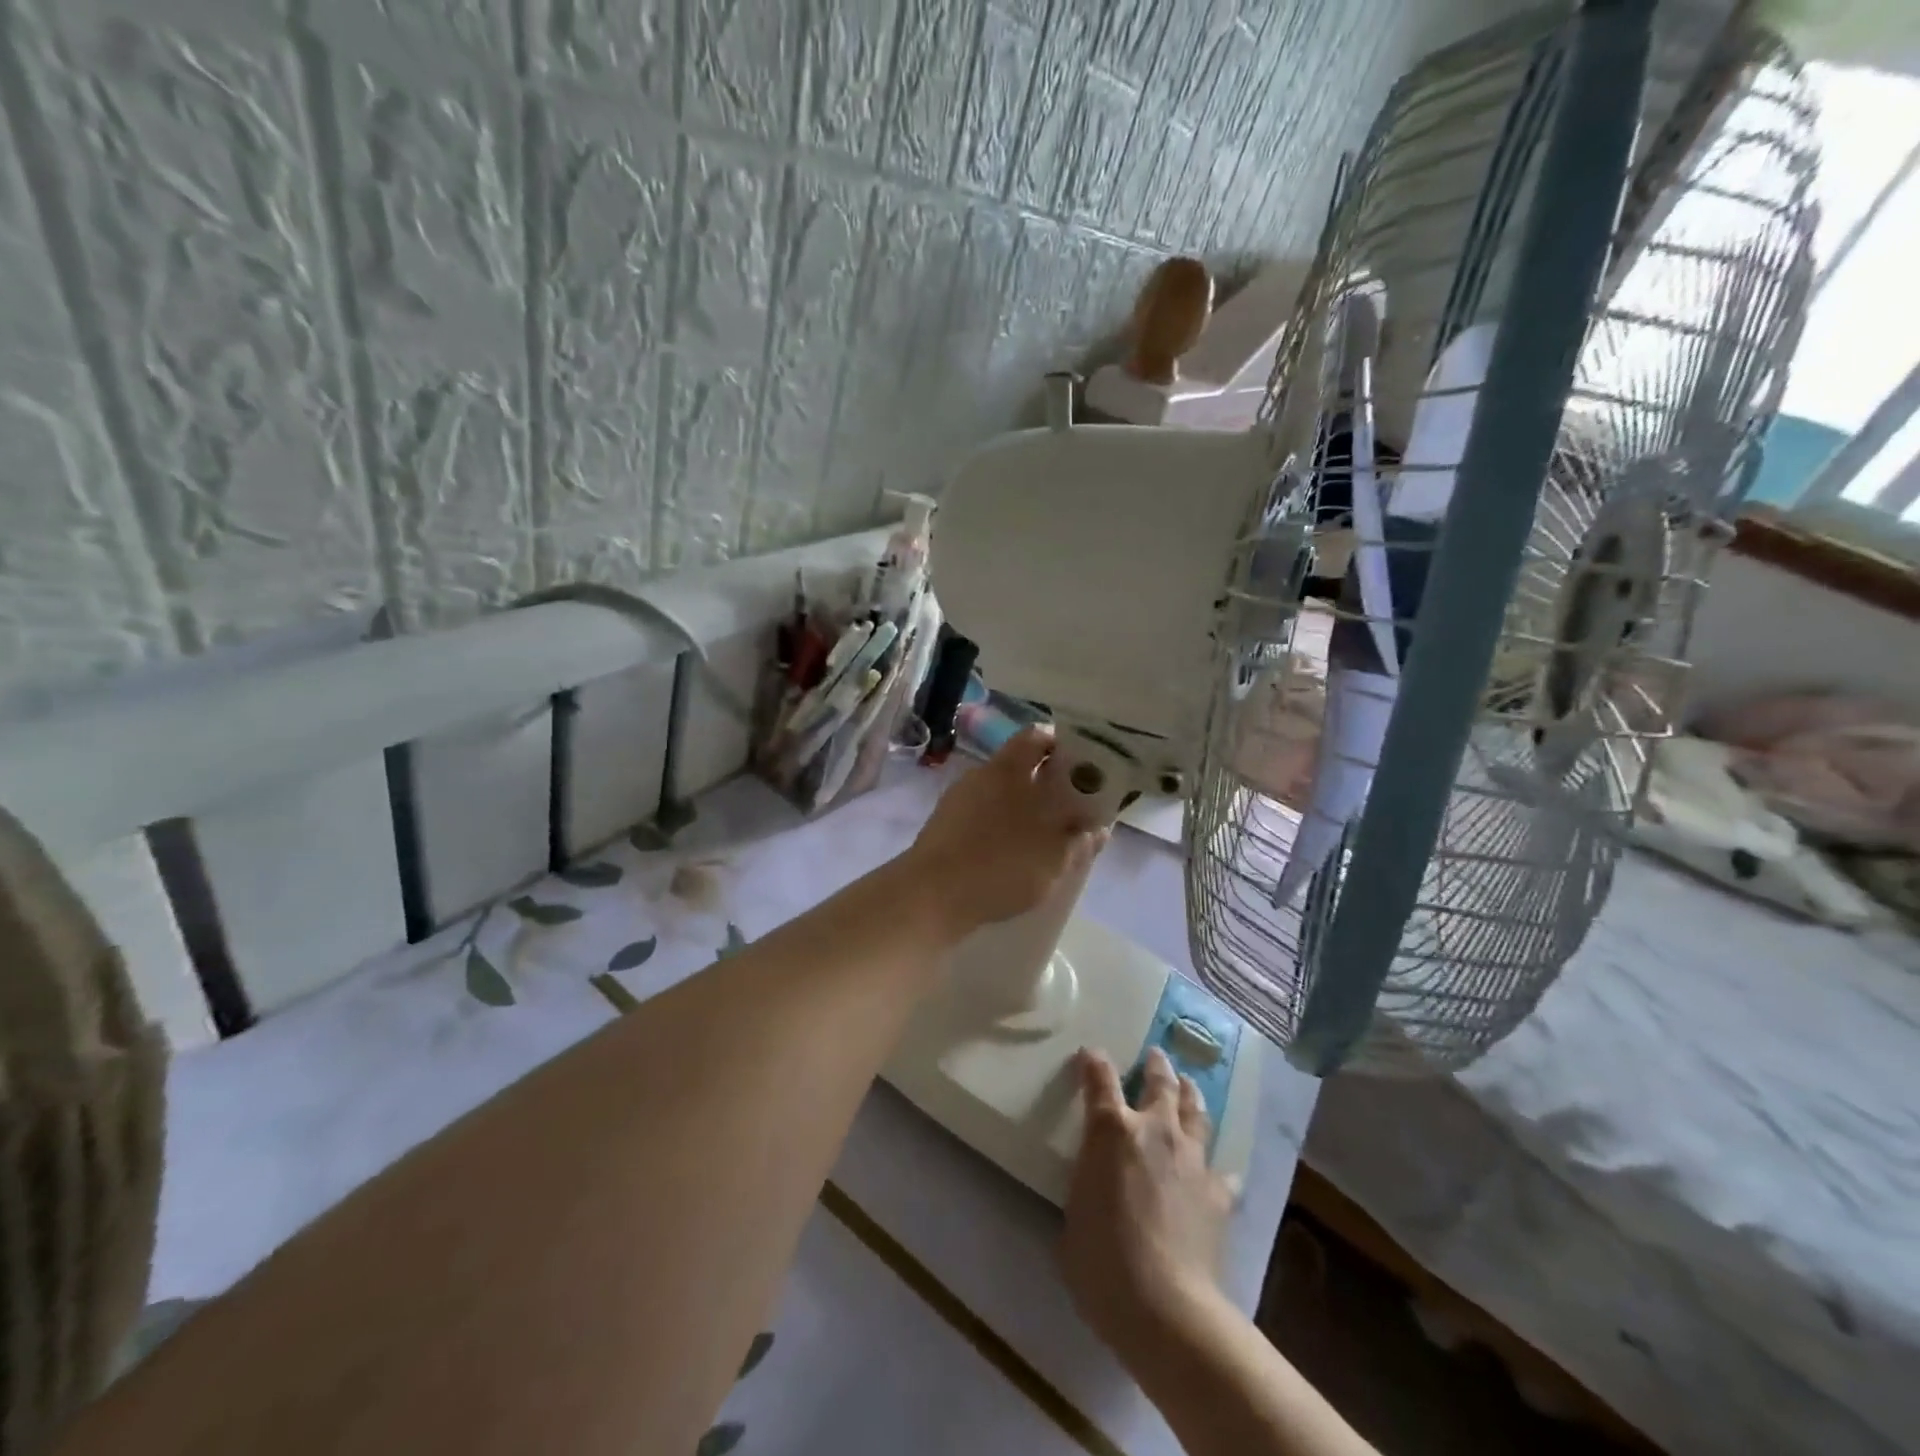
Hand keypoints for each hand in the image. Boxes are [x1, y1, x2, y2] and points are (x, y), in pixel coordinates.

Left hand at [903, 727, 1104, 937]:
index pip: (1036, 737)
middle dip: (1045, 785)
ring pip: (999, 795)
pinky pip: (981, 818)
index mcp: (1007, 768)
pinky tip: (1011, 856)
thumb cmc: (1000, 865)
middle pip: (1019, 768)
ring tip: (1044, 839)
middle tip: (1070, 809)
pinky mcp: (943, 828)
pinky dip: (999, 829)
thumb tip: (1096, 828)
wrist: (929, 896)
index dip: (1061, 746)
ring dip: (1022, 810)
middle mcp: (980, 775)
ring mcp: (956, 801)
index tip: (1083, 766)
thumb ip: (1079, 840)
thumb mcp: (1054, 858)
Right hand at [1060, 1048, 1233, 1368]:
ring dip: (1190, 1095)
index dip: (1093, 1061)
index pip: (1099, 1078)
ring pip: (1195, 1112)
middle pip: (1160, 1083)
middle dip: (1156, 1066)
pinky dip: (1215, 1166)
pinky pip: (1220, 1170)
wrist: (1165, 1306)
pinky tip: (1217, 1170)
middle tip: (1156, 1056)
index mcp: (1111, 1130)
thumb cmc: (1101, 1259)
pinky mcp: (1218, 1193)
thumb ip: (1087, 1181)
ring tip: (1189, 1085)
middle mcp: (1155, 1130)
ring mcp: (1191, 1158)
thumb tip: (1095, 1181)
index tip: (1090, 1053)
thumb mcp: (1075, 1210)